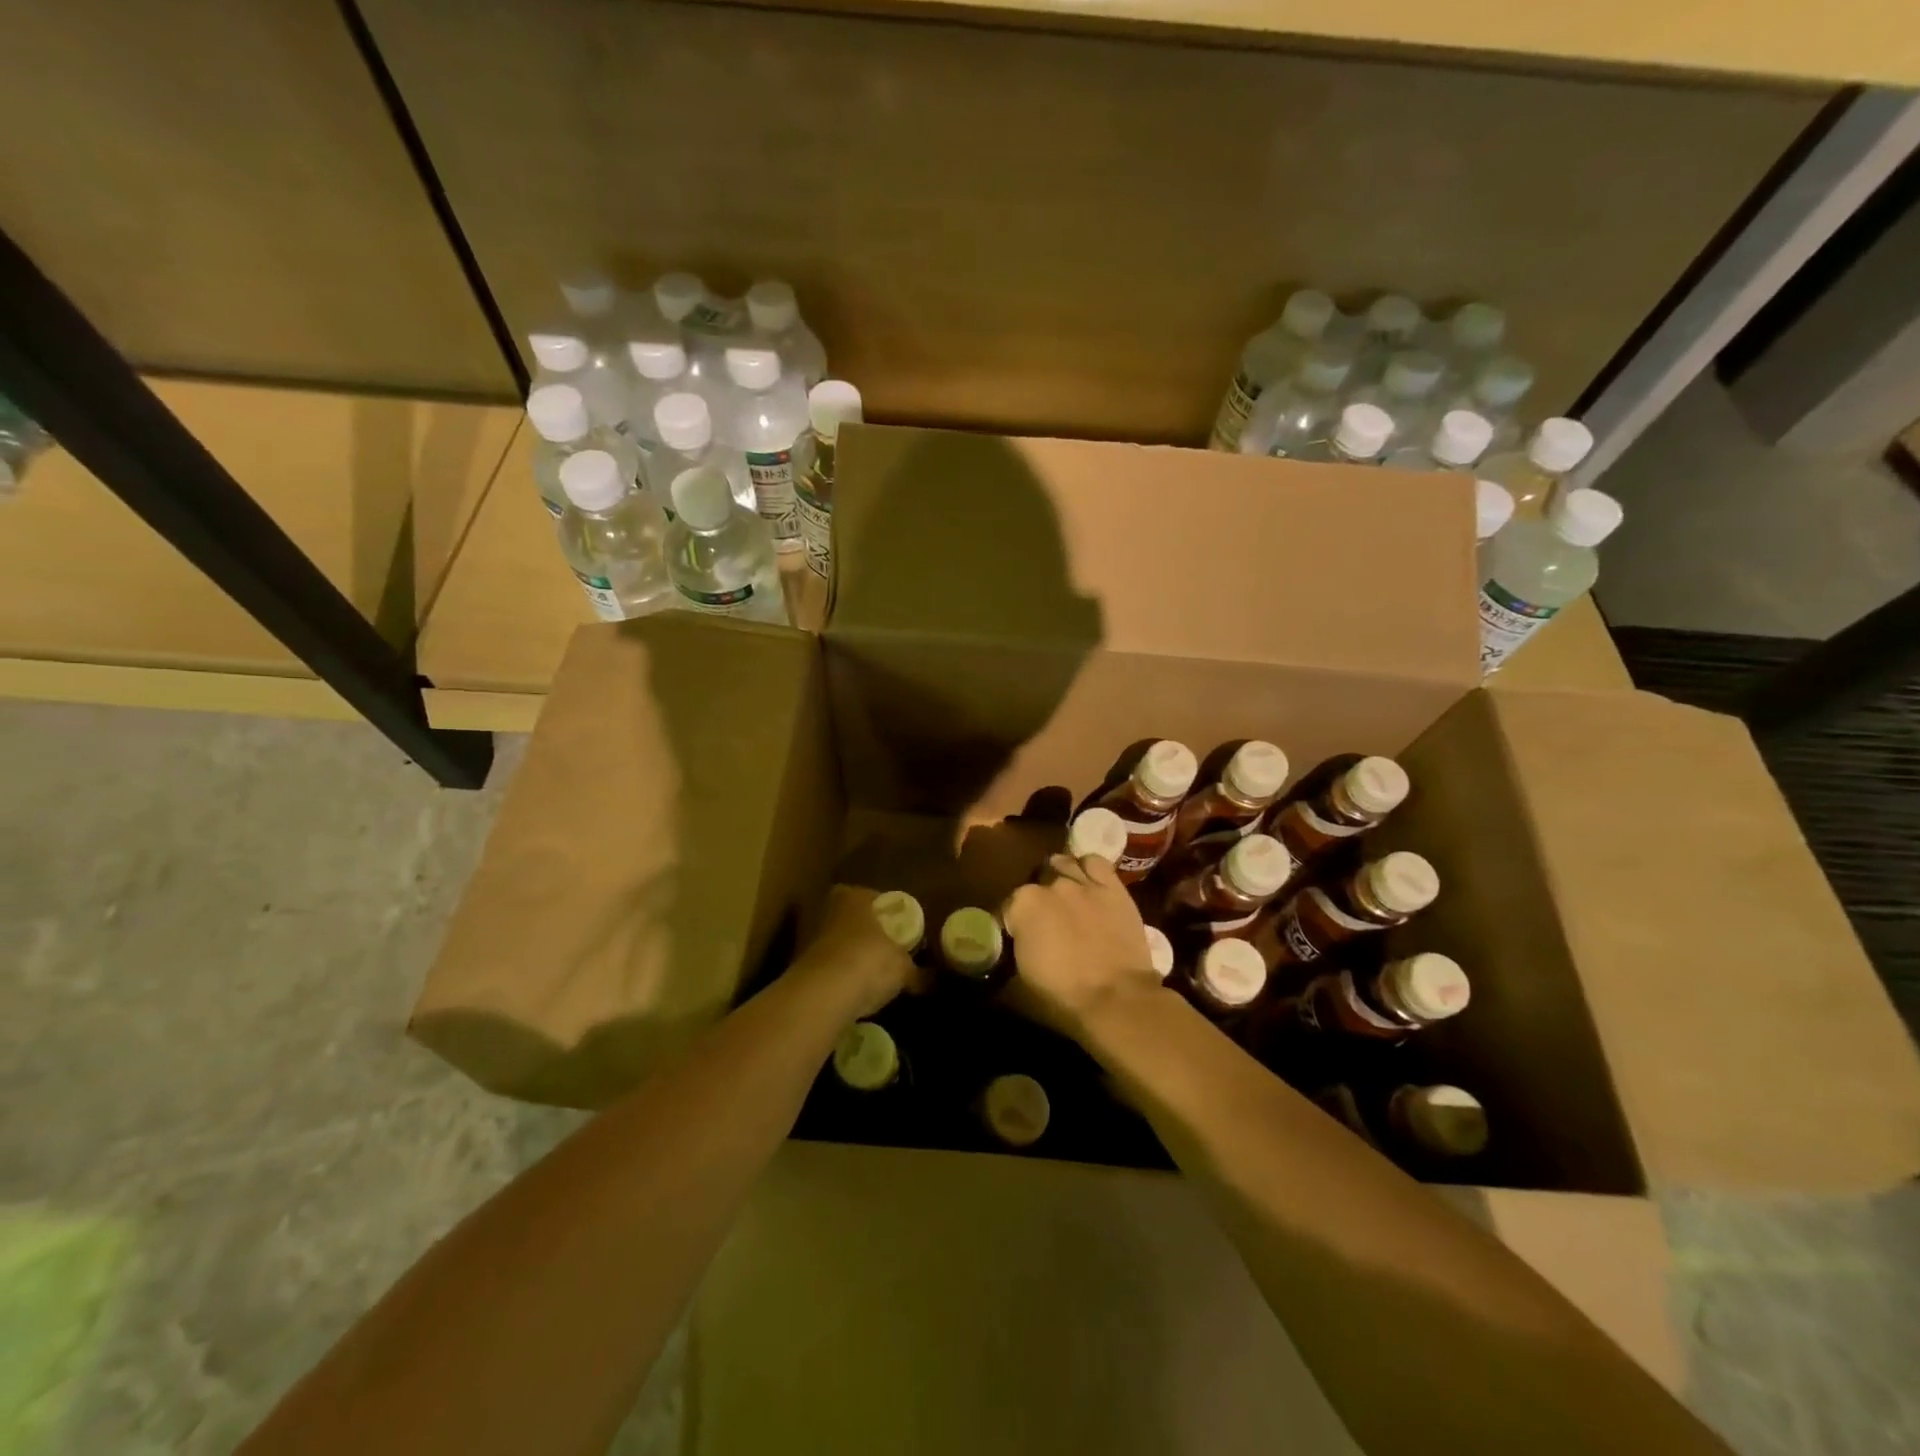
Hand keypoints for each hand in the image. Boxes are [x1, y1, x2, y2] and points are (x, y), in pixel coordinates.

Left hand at [793, 884, 925, 1017]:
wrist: (823, 993)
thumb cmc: (869, 961)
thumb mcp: (903, 968)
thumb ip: (917, 973)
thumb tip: (934, 982)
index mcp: (853, 898)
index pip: (870, 895)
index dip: (884, 911)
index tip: (897, 928)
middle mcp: (828, 910)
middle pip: (849, 918)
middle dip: (864, 932)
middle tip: (885, 950)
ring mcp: (809, 937)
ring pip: (835, 942)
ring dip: (848, 955)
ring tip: (870, 975)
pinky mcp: (799, 966)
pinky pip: (825, 968)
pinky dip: (837, 977)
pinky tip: (851, 992)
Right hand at [1002, 854, 1165, 1042]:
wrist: (1116, 1000)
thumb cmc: (1062, 997)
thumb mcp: (1020, 983)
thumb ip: (1012, 954)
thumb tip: (1011, 950)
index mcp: (1022, 905)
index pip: (1007, 906)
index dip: (1011, 923)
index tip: (1017, 939)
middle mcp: (1051, 885)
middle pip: (1037, 881)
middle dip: (1038, 897)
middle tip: (1045, 920)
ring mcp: (1083, 883)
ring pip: (1064, 863)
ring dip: (1060, 876)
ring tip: (1066, 896)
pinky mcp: (1112, 887)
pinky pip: (1096, 862)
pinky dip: (1088, 868)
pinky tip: (1089, 882)